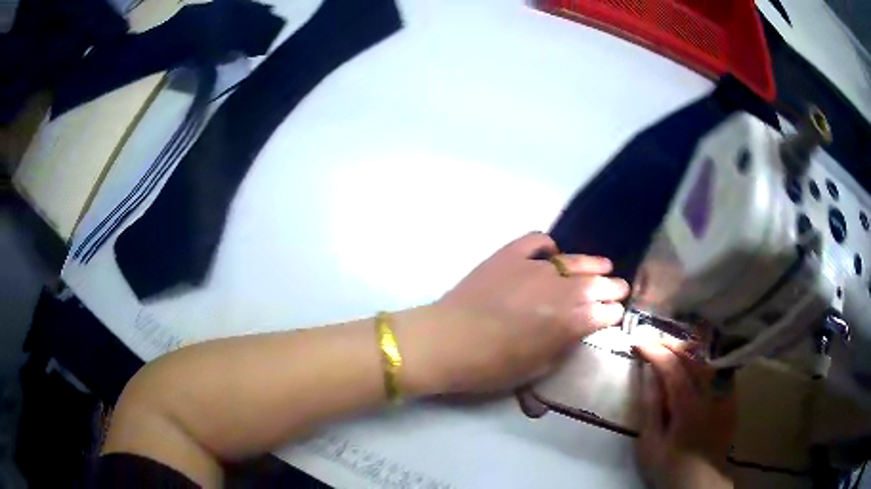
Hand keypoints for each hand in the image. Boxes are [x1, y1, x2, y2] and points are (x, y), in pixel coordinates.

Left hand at [399, 232, 628, 395]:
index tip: (614, 315)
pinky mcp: (509, 255)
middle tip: (618, 290)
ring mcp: (534, 267)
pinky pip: (537, 241)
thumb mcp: (537, 369)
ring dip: (593, 264)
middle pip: (598, 283)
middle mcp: (559, 290)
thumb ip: (564, 346)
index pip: (605, 312)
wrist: (446, 342)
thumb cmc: (491, 367)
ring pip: (575, 260)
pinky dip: (548, 246)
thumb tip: (577, 330)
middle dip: (613, 287)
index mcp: (568, 322)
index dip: (613, 314)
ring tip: (602, 266)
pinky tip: (550, 254)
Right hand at [634, 343, 735, 488]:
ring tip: (672, 349)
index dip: (654, 351)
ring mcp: (725, 394)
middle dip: (671, 345)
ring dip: (689, 350)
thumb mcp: (650, 443)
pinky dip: (705, 361)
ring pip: (708, 359)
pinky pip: (720, 369)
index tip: (638, 343)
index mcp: (688, 406)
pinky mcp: (732, 398)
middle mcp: (710, 393)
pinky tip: (695, 364)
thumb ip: (650, 406)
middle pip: (693, 356)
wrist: (699, 481)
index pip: (672, 367)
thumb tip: (648, 373)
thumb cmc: (669, 466)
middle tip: (653, 344)